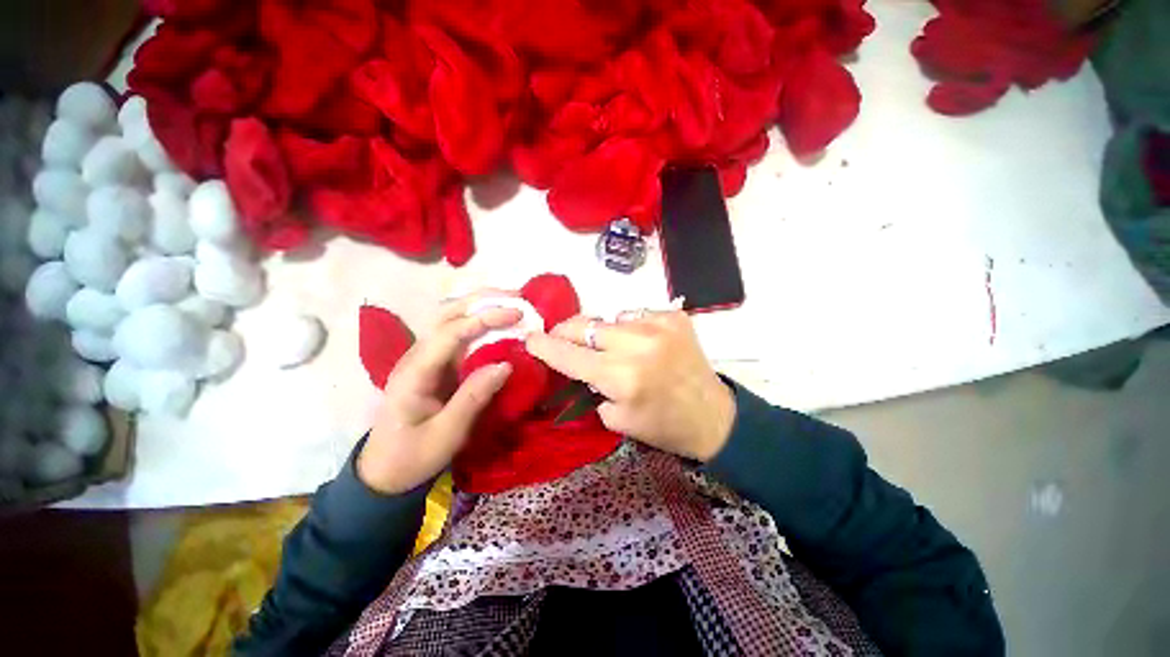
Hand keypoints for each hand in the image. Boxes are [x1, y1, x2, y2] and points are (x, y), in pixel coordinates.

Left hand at [358, 292, 519, 493]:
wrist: (385, 471)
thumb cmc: (413, 456)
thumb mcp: (447, 434)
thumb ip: (474, 397)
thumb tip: (507, 364)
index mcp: (414, 372)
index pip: (450, 332)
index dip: (484, 318)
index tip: (516, 314)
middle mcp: (416, 356)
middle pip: (446, 313)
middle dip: (482, 300)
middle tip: (516, 298)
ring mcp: (425, 358)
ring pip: (451, 318)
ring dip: (481, 306)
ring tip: (511, 303)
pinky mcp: (436, 363)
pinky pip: (458, 334)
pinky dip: (480, 322)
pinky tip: (498, 323)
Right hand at [525, 310, 735, 461]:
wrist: (713, 416)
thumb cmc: (663, 426)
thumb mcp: (617, 419)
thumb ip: (592, 387)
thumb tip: (581, 364)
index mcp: (621, 377)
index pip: (570, 355)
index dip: (545, 346)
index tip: (530, 338)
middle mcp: (637, 344)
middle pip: (585, 326)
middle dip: (566, 331)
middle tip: (560, 336)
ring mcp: (658, 325)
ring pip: (610, 319)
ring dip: (603, 332)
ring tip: (612, 346)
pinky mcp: (674, 317)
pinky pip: (636, 315)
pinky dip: (631, 328)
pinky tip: (641, 343)